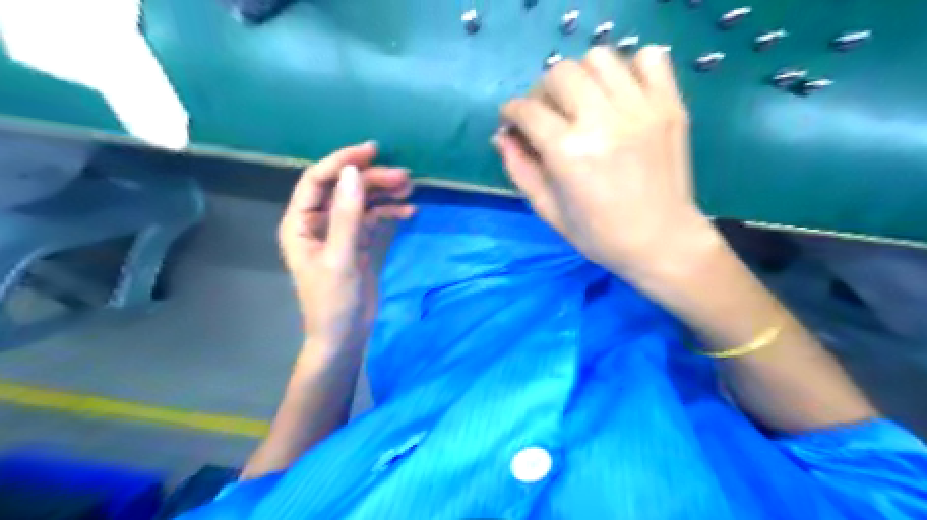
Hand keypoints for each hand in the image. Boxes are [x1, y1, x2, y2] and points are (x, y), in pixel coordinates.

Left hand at [279, 140, 417, 353]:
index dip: (342, 161)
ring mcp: (338, 232)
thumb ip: (346, 216)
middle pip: (344, 189)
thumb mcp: (340, 258)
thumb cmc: (333, 302)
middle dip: (372, 180)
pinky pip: (372, 219)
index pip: (317, 180)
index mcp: (300, 223)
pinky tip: (409, 212)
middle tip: (404, 177)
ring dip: (384, 194)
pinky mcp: (356, 243)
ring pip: (360, 202)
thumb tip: (353, 172)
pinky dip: (389, 213)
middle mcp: (317, 222)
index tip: (373, 151)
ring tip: (409, 189)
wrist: (344, 336)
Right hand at [496, 48, 710, 277]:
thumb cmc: (599, 235)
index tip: (512, 120)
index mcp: (569, 153)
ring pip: (599, 58)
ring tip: (582, 102)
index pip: (528, 110)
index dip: (511, 111)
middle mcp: (603, 121)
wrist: (661, 242)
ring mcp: (641, 109)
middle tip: (547, 114)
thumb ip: (519, 170)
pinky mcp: (669, 106)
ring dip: (581, 76)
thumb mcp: (548, 210)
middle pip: (560, 73)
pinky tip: (620, 95)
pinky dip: (630, 68)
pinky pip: (649, 58)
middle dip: (543, 91)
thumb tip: (502, 137)